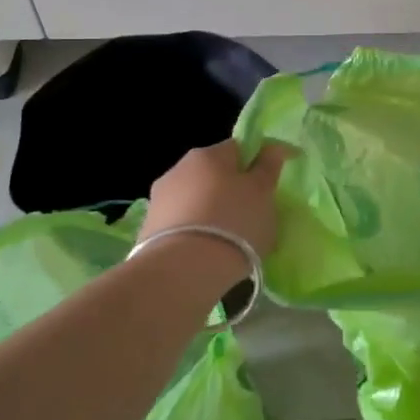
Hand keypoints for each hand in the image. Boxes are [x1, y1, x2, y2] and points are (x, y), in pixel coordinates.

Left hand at [141, 140, 295, 262]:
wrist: (183, 271)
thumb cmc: (233, 222)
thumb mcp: (263, 193)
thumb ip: (268, 167)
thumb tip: (272, 148)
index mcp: (208, 154)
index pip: (237, 148)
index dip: (255, 164)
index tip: (266, 188)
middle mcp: (179, 168)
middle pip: (213, 173)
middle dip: (230, 190)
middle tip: (249, 216)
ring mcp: (159, 199)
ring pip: (195, 199)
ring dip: (209, 211)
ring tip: (227, 240)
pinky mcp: (148, 229)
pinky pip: (181, 224)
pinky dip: (194, 232)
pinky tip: (205, 253)